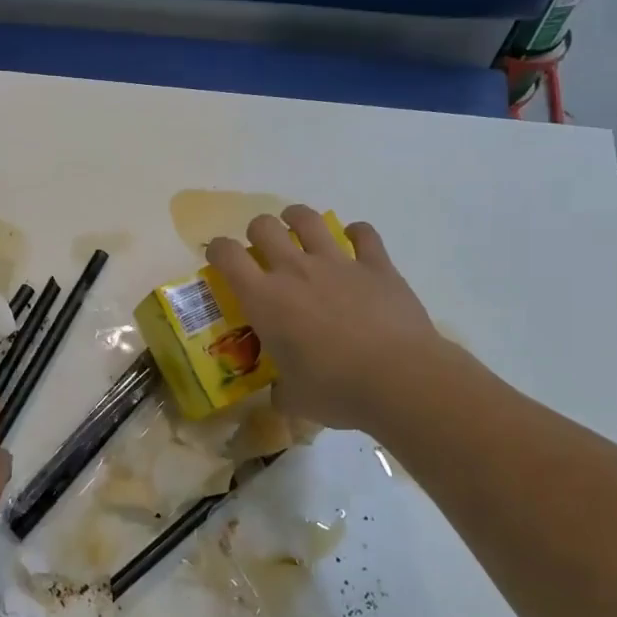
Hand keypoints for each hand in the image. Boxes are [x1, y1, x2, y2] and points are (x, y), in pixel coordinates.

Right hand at [207, 206, 449, 434]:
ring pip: (308, 219)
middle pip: (264, 226)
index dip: (218, 250)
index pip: (227, 255)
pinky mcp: (376, 265)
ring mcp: (337, 262)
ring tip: (297, 227)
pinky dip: (356, 233)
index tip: (219, 259)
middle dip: (257, 232)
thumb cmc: (335, 390)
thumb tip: (281, 394)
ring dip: (297, 218)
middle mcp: (295, 270)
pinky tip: (354, 240)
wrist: (398, 378)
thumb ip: (281, 391)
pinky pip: (363, 233)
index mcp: (264, 299)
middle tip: (262, 249)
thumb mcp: (295, 399)